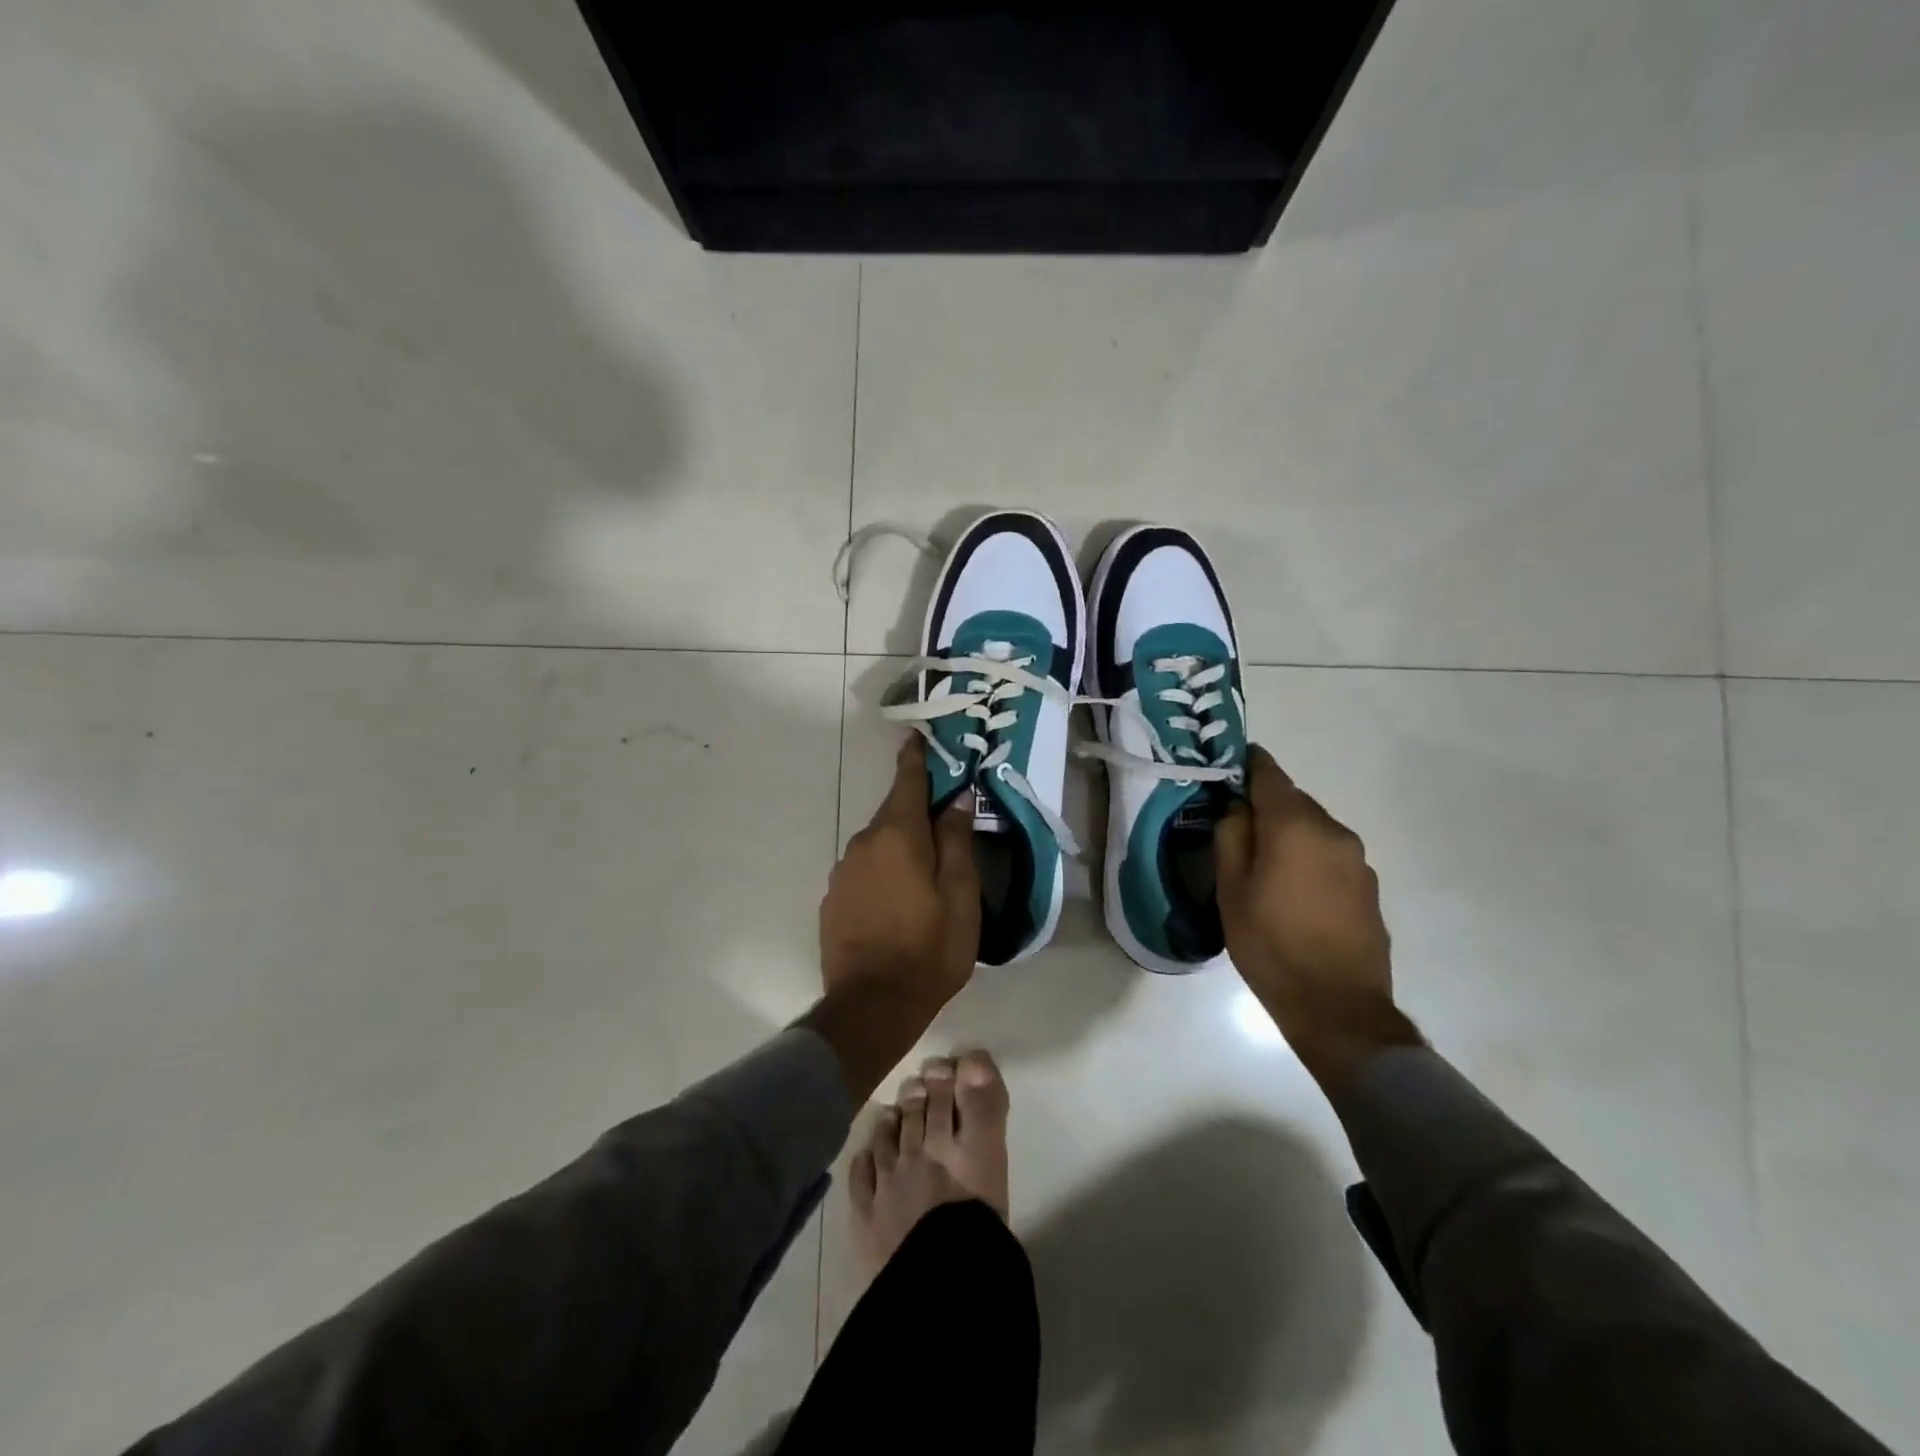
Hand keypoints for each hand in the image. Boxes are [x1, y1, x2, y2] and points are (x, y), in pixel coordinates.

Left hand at [806, 738, 978, 1098]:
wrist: (872, 1006)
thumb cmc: (928, 950)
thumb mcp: (960, 896)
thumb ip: (957, 842)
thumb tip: (957, 800)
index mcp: (898, 836)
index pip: (908, 782)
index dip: (915, 757)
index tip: (917, 736)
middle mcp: (863, 844)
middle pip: (893, 814)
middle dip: (916, 811)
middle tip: (943, 821)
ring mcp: (843, 872)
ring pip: (878, 845)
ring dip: (900, 847)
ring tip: (924, 873)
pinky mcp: (832, 900)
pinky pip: (863, 871)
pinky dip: (882, 873)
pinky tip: (897, 901)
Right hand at [1215, 745, 1419, 1083]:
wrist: (1337, 1007)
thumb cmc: (1271, 944)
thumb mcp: (1231, 890)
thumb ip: (1231, 836)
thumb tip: (1237, 807)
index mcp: (1296, 826)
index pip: (1269, 774)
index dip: (1247, 765)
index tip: (1228, 766)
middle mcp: (1333, 831)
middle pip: (1292, 801)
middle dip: (1264, 808)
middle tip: (1235, 830)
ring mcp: (1357, 859)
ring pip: (1312, 829)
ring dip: (1288, 835)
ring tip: (1262, 867)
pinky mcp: (1368, 886)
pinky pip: (1329, 855)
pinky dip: (1307, 859)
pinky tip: (1292, 892)